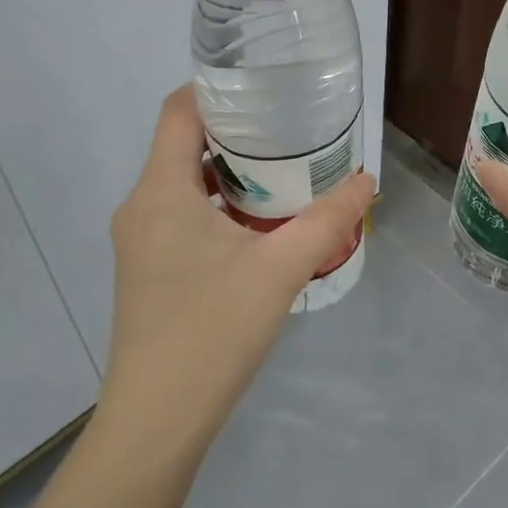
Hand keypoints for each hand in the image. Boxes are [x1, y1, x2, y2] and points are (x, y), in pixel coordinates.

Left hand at [100, 85, 374, 455]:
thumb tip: (368, 181)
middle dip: (236, 132)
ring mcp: (139, 241)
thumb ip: (327, 220)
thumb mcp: (280, 270)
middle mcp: (140, 206)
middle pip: (182, 144)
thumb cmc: (212, 332)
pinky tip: (259, 226)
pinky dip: (218, 206)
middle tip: (290, 128)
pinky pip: (181, 215)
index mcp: (161, 191)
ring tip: (284, 172)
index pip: (179, 111)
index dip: (217, 89)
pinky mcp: (147, 269)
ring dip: (229, 173)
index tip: (265, 87)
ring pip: (183, 183)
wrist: (156, 420)